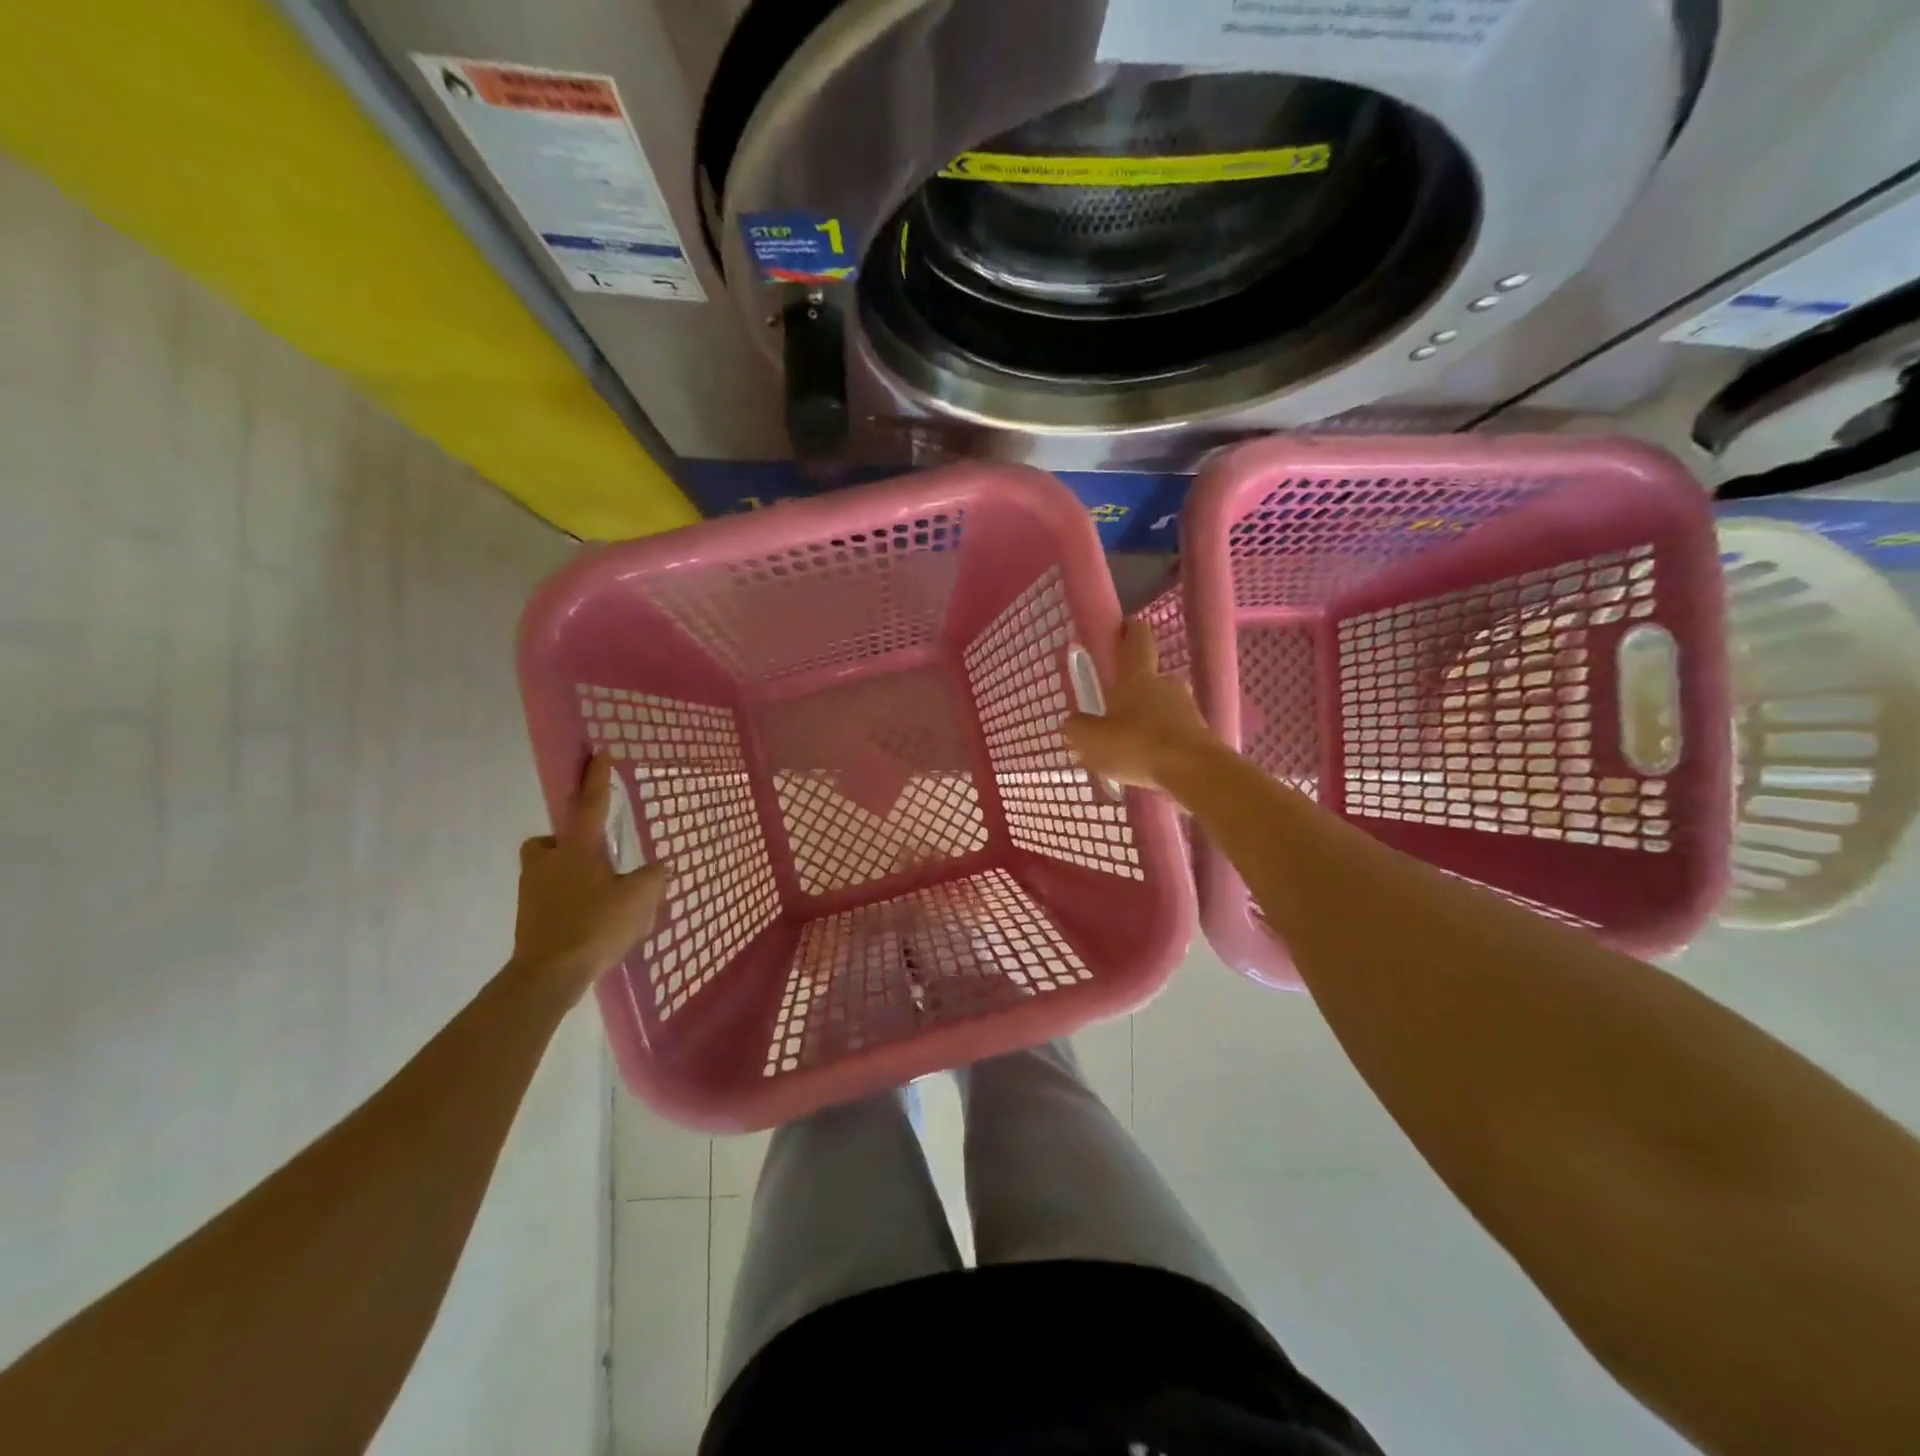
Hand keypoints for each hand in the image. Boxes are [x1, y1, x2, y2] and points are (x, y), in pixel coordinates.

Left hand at [511, 754, 668, 998]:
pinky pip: (551, 897)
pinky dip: (568, 902)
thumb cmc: (595, 925)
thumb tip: (658, 867)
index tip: (598, 752)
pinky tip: (590, 922)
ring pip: (549, 869)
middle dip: (568, 842)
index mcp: (577, 849)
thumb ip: (654, 877)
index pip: (590, 804)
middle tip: (595, 856)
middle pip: (551, 839)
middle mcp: (548, 862)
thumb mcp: (640, 898)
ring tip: (599, 896)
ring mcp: (532, 891)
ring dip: (570, 874)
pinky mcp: (529, 918)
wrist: (548, 975)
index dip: (596, 778)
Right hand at [1063, 617, 1222, 789]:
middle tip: (1115, 706)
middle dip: (1133, 688)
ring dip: (1148, 718)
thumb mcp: (1092, 739)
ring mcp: (1187, 709)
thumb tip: (1071, 722)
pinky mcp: (1200, 735)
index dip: (1130, 630)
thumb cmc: (1138, 745)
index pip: (1137, 640)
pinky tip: (1148, 761)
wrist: (1194, 772)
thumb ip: (1078, 728)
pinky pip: (1174, 732)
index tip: (1123, 626)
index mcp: (1137, 677)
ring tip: (1129, 742)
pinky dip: (1161, 741)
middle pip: (1150, 677)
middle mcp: (1165, 685)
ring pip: (1162, 706)